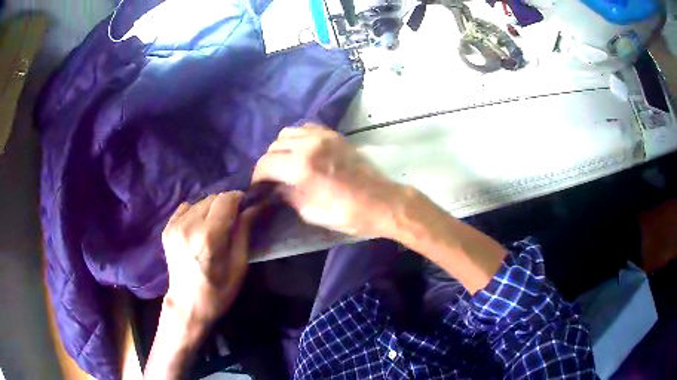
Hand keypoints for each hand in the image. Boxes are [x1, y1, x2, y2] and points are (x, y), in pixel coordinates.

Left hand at [161, 191, 256, 325]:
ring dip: (211, 209)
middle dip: (226, 205)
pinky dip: (196, 213)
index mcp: (209, 237)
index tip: (246, 208)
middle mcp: (189, 226)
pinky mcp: (167, 228)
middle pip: (212, 198)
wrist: (187, 305)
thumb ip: (244, 232)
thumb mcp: (239, 265)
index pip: (226, 199)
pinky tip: (199, 229)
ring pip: (200, 202)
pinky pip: (186, 208)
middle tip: (232, 222)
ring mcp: (175, 226)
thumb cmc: (218, 291)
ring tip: (216, 228)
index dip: (239, 199)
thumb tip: (253, 207)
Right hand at [253, 124, 401, 235]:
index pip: (266, 163)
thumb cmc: (348, 214)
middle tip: (272, 177)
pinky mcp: (334, 135)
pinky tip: (302, 151)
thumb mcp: (312, 213)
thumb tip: (275, 187)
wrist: (382, 201)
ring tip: (286, 163)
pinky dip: (298, 138)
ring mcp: (323, 136)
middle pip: (274, 146)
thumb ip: (288, 195)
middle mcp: (309, 145)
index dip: (257, 176)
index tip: (258, 186)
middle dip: (268, 162)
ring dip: (281, 148)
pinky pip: (306, 128)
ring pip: (287, 133)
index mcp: (302, 166)